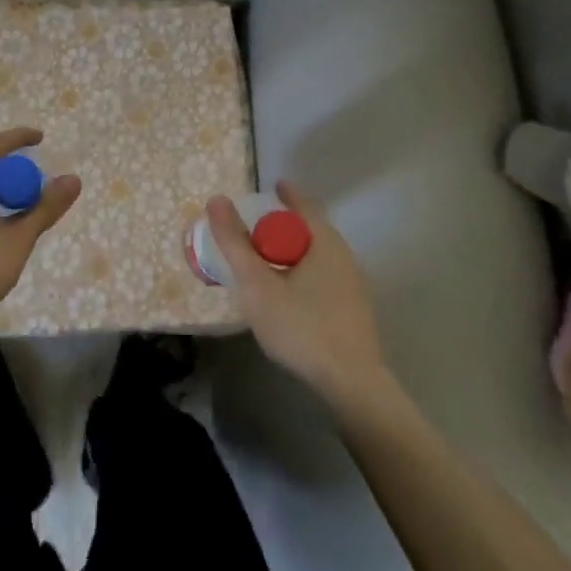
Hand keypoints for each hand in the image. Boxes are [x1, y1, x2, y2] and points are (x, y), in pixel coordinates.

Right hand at [207, 180, 390, 409]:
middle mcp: (344, 257)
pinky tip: (288, 292)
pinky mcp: (353, 311)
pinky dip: (303, 272)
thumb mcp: (257, 284)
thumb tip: (217, 200)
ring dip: (294, 251)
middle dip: (287, 224)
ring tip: (268, 259)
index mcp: (325, 243)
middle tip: (260, 226)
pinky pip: (323, 277)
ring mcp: (353, 286)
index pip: (304, 206)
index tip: (272, 186)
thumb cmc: (301, 326)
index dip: (287, 194)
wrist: (350, 384)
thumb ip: (235, 243)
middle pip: (312, 230)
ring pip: (318, 256)